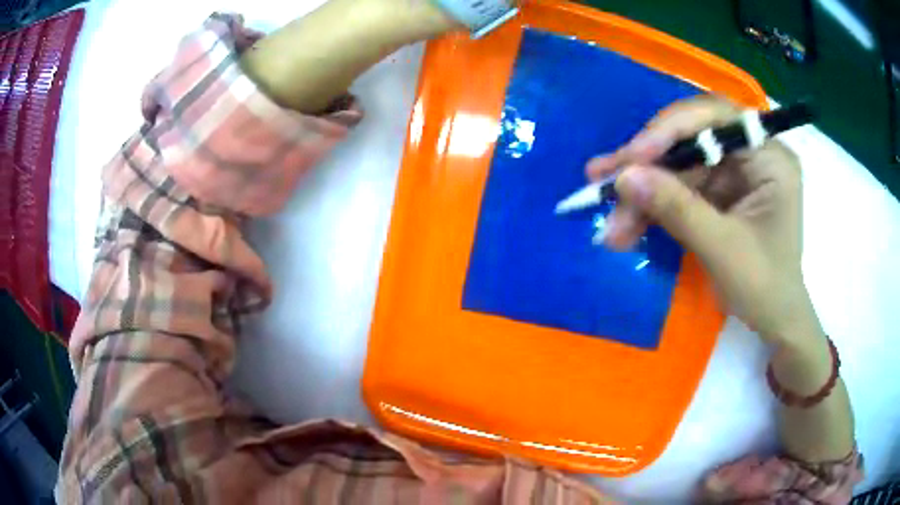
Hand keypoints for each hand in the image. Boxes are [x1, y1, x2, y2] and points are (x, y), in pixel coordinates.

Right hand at [587, 96, 823, 348]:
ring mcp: (734, 171)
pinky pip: (679, 187)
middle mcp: (751, 153)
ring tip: (610, 219)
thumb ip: (677, 209)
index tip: (632, 157)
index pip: (714, 118)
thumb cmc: (764, 288)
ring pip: (678, 165)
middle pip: (690, 138)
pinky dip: (652, 206)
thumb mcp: (722, 249)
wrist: (773, 322)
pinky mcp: (719, 191)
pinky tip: (626, 224)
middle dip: (648, 163)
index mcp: (769, 156)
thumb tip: (623, 177)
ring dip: (643, 192)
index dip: (670, 130)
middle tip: (602, 177)